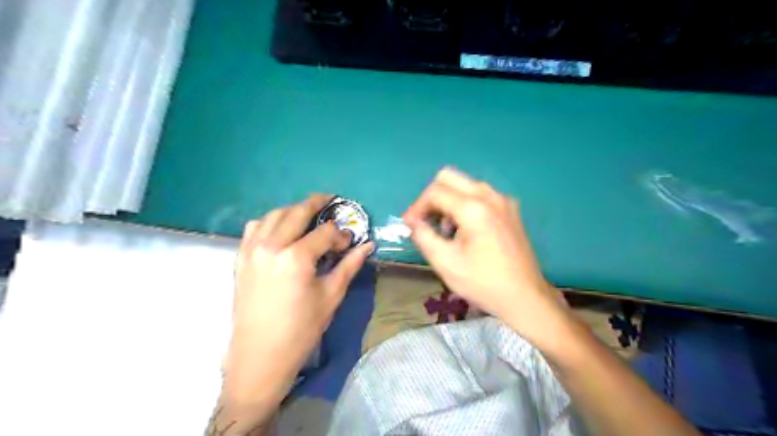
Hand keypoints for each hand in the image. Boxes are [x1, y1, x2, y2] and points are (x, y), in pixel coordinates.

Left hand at [224, 192, 375, 406]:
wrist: (260, 356)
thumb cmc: (301, 329)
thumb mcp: (331, 296)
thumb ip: (349, 265)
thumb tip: (368, 245)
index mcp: (296, 257)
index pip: (325, 232)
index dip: (341, 235)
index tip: (349, 243)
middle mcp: (271, 245)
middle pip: (297, 212)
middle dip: (317, 204)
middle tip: (331, 201)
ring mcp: (251, 250)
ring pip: (273, 215)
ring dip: (293, 210)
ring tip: (307, 217)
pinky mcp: (240, 258)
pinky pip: (254, 228)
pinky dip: (270, 222)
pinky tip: (281, 231)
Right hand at [403, 168, 567, 344]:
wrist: (526, 298)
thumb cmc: (483, 283)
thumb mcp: (446, 263)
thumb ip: (424, 237)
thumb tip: (414, 222)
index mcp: (474, 208)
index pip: (435, 191)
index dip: (417, 206)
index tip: (409, 225)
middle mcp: (490, 196)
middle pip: (449, 177)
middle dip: (431, 197)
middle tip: (425, 221)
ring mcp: (503, 201)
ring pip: (465, 184)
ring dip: (448, 200)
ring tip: (444, 230)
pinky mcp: (510, 210)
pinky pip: (480, 195)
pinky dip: (464, 204)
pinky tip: (464, 230)